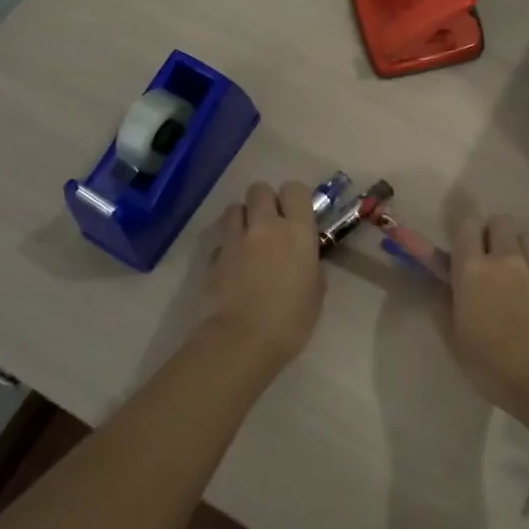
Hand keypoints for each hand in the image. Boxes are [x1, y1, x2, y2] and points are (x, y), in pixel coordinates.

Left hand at [205, 181, 324, 365]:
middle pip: (260, 189)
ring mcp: (236, 238)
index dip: (294, 199)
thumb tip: (305, 262)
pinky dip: (227, 244)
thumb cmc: (291, 319)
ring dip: (243, 217)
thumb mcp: (315, 292)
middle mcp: (266, 225)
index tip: (296, 215)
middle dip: (265, 201)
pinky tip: (233, 264)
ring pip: (235, 207)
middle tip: (271, 224)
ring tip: (248, 238)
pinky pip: (221, 238)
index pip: (295, 189)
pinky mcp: (213, 255)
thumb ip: (310, 267)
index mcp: (297, 231)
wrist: (243, 339)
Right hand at [446, 213, 528, 415]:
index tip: (458, 252)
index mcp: (472, 269)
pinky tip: (528, 296)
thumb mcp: (454, 339)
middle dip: (491, 232)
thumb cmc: (491, 363)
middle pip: (500, 221)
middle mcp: (504, 259)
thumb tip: (442, 287)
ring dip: (512, 248)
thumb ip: (444, 305)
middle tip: (484, 259)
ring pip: (522, 239)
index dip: (462, 234)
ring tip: (508, 277)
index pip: (466, 226)